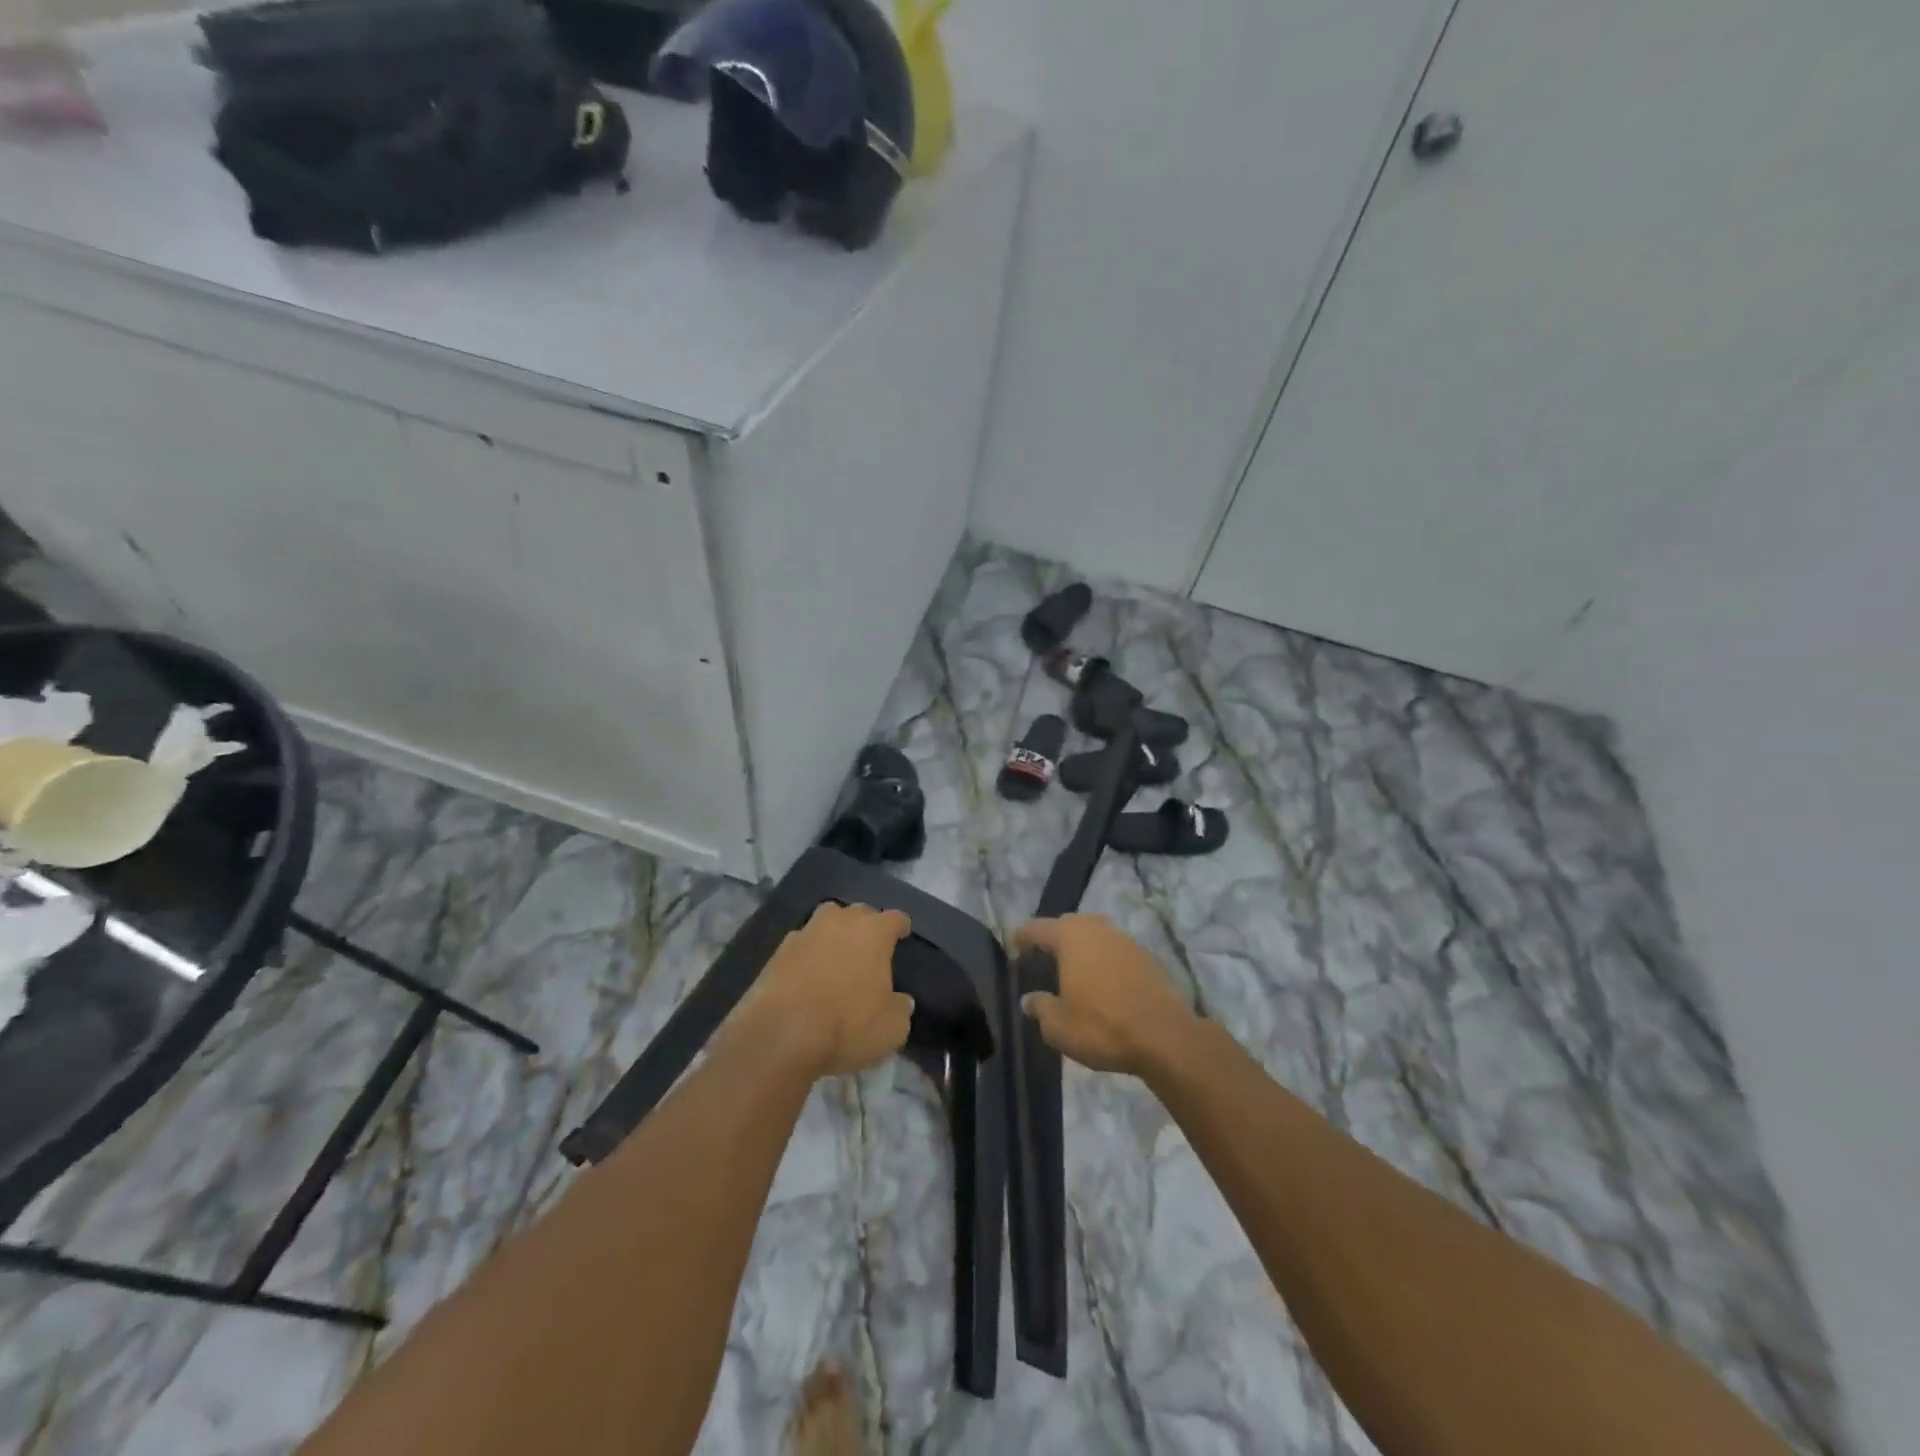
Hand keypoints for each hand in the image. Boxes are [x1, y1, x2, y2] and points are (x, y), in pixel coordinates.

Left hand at [725, 902, 914, 1078]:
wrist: (780, 1035)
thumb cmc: (847, 1025)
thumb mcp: (892, 1028)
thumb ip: (899, 1007)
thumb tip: (899, 1001)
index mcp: (873, 932)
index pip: (895, 918)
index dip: (900, 927)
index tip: (902, 935)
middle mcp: (840, 922)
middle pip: (859, 912)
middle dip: (866, 926)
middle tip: (868, 948)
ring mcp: (805, 933)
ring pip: (826, 922)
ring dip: (833, 934)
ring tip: (836, 955)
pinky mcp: (777, 952)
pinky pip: (801, 945)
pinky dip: (807, 955)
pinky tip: (807, 975)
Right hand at [1013, 915, 1198, 1075]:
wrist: (1165, 1036)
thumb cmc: (1103, 1026)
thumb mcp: (1058, 1026)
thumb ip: (1040, 1008)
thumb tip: (1029, 999)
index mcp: (1070, 936)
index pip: (1035, 928)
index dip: (1021, 938)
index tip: (1012, 950)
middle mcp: (1097, 928)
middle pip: (1067, 925)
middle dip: (1053, 939)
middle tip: (1042, 961)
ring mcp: (1125, 940)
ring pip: (1095, 936)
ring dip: (1082, 950)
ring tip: (1072, 973)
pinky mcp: (1147, 957)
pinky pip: (1116, 952)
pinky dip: (1104, 962)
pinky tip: (1103, 985)